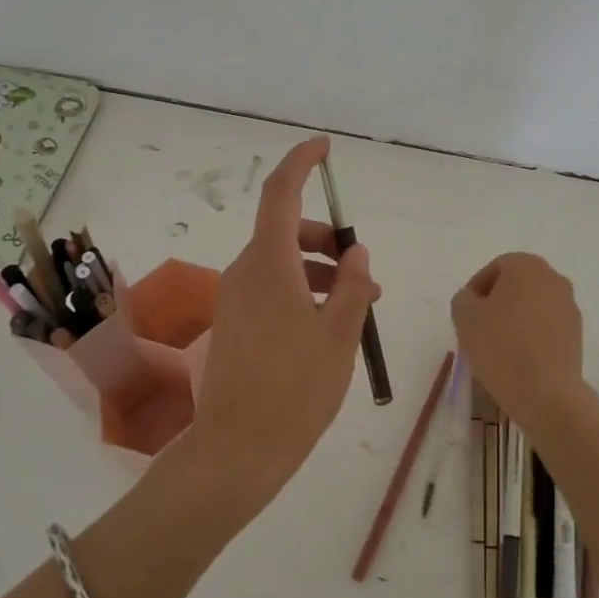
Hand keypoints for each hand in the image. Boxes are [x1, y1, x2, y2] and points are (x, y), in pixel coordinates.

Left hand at [190, 136, 380, 511]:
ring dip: (319, 271)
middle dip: (327, 240)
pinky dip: (302, 292)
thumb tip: (356, 253)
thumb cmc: (296, 388)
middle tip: (364, 273)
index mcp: (269, 265)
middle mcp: (245, 273)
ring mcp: (236, 299)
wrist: (239, 449)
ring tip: (357, 307)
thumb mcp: (339, 334)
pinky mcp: (235, 324)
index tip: (325, 149)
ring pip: (282, 263)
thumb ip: (352, 285)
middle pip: (286, 231)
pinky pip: (272, 289)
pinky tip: (328, 325)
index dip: (302, 163)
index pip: (281, 194)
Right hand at [450, 252, 589, 428]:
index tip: (466, 314)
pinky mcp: (577, 333)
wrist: (546, 393)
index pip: (495, 268)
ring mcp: (569, 306)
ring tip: (498, 346)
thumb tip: (473, 300)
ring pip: (533, 305)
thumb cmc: (501, 347)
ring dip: (515, 318)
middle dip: (496, 302)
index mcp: (527, 266)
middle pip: (516, 285)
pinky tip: (519, 357)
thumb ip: (463, 298)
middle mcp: (553, 278)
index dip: (476, 289)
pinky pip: (547, 325)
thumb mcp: (464, 317)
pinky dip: (532, 334)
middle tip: (479, 328)